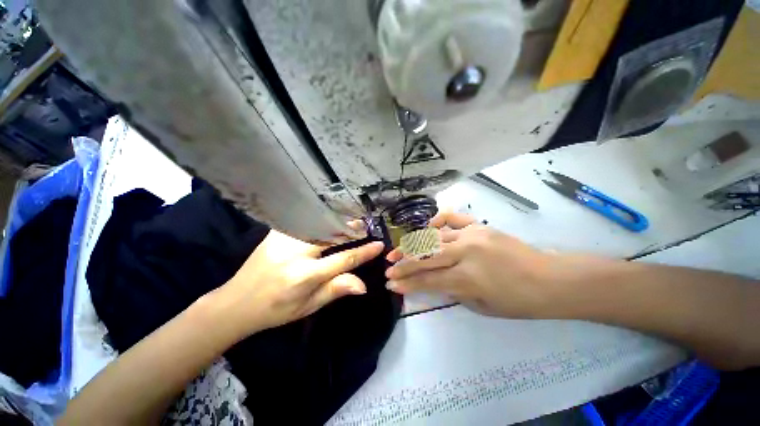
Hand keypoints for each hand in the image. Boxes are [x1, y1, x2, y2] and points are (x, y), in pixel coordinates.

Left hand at [209, 230, 383, 338]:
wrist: (236, 302)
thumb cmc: (276, 310)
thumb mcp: (308, 306)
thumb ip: (336, 290)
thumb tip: (363, 285)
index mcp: (305, 276)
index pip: (344, 259)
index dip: (364, 252)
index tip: (379, 245)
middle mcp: (295, 253)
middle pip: (332, 235)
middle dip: (351, 229)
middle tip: (365, 226)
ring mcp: (283, 239)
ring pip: (319, 224)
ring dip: (337, 222)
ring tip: (351, 221)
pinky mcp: (275, 233)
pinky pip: (303, 221)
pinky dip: (319, 219)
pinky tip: (327, 219)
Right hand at [385, 212, 557, 317]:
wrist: (550, 279)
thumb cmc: (518, 301)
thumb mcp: (481, 305)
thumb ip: (452, 291)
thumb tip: (432, 281)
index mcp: (467, 278)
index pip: (428, 280)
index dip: (407, 283)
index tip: (390, 283)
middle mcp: (465, 252)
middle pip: (425, 257)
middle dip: (403, 264)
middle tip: (389, 267)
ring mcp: (471, 235)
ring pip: (433, 238)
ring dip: (413, 245)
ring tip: (399, 250)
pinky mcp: (479, 225)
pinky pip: (452, 218)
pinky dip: (437, 222)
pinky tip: (427, 228)